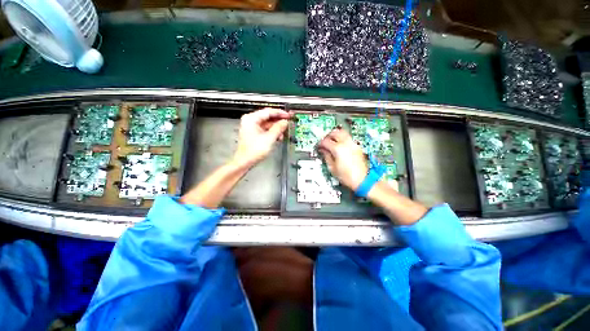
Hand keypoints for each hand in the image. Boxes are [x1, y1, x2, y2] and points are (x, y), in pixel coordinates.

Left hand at [232, 108, 290, 167]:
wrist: (245, 161)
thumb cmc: (254, 150)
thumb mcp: (269, 138)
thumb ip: (278, 128)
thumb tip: (285, 122)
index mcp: (251, 119)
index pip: (268, 112)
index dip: (280, 113)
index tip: (288, 115)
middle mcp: (251, 121)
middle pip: (268, 118)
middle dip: (278, 122)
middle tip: (288, 123)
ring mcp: (252, 127)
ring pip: (267, 124)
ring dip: (276, 129)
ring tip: (283, 134)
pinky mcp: (254, 134)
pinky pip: (265, 130)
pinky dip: (272, 133)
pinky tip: (278, 137)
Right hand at [318, 128, 367, 190]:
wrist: (362, 180)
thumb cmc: (346, 176)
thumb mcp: (332, 168)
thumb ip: (326, 156)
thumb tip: (323, 150)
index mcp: (338, 149)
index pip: (326, 141)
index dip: (320, 143)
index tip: (318, 146)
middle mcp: (346, 143)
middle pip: (335, 132)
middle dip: (328, 136)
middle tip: (324, 141)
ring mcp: (353, 144)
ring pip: (343, 133)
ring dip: (336, 135)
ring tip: (332, 141)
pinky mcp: (357, 147)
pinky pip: (348, 138)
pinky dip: (342, 139)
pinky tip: (340, 146)